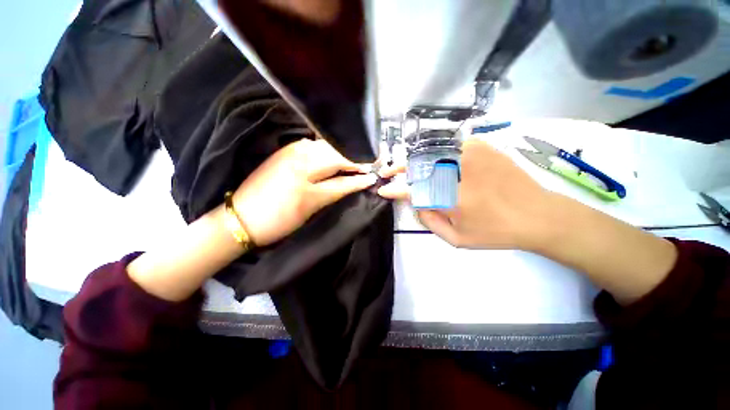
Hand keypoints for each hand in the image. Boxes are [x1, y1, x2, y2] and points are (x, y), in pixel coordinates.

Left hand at [233, 139, 376, 245]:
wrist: (241, 217)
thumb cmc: (278, 220)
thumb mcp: (311, 209)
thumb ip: (335, 192)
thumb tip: (356, 183)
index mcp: (306, 179)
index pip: (342, 175)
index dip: (360, 176)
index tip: (374, 175)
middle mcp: (300, 158)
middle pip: (336, 154)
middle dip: (355, 159)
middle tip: (369, 164)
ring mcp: (291, 151)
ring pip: (326, 146)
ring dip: (342, 152)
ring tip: (354, 160)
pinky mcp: (285, 150)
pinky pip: (313, 144)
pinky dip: (327, 149)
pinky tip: (333, 154)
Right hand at [379, 137, 676, 304]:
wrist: (539, 214)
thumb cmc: (496, 232)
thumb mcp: (457, 239)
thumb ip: (430, 222)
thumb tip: (417, 204)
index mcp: (449, 197)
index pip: (412, 190)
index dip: (395, 190)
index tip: (384, 190)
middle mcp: (456, 171)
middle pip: (417, 164)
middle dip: (398, 168)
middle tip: (387, 171)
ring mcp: (469, 154)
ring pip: (430, 151)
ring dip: (413, 158)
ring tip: (404, 165)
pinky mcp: (480, 146)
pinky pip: (449, 144)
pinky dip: (435, 150)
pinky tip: (432, 158)